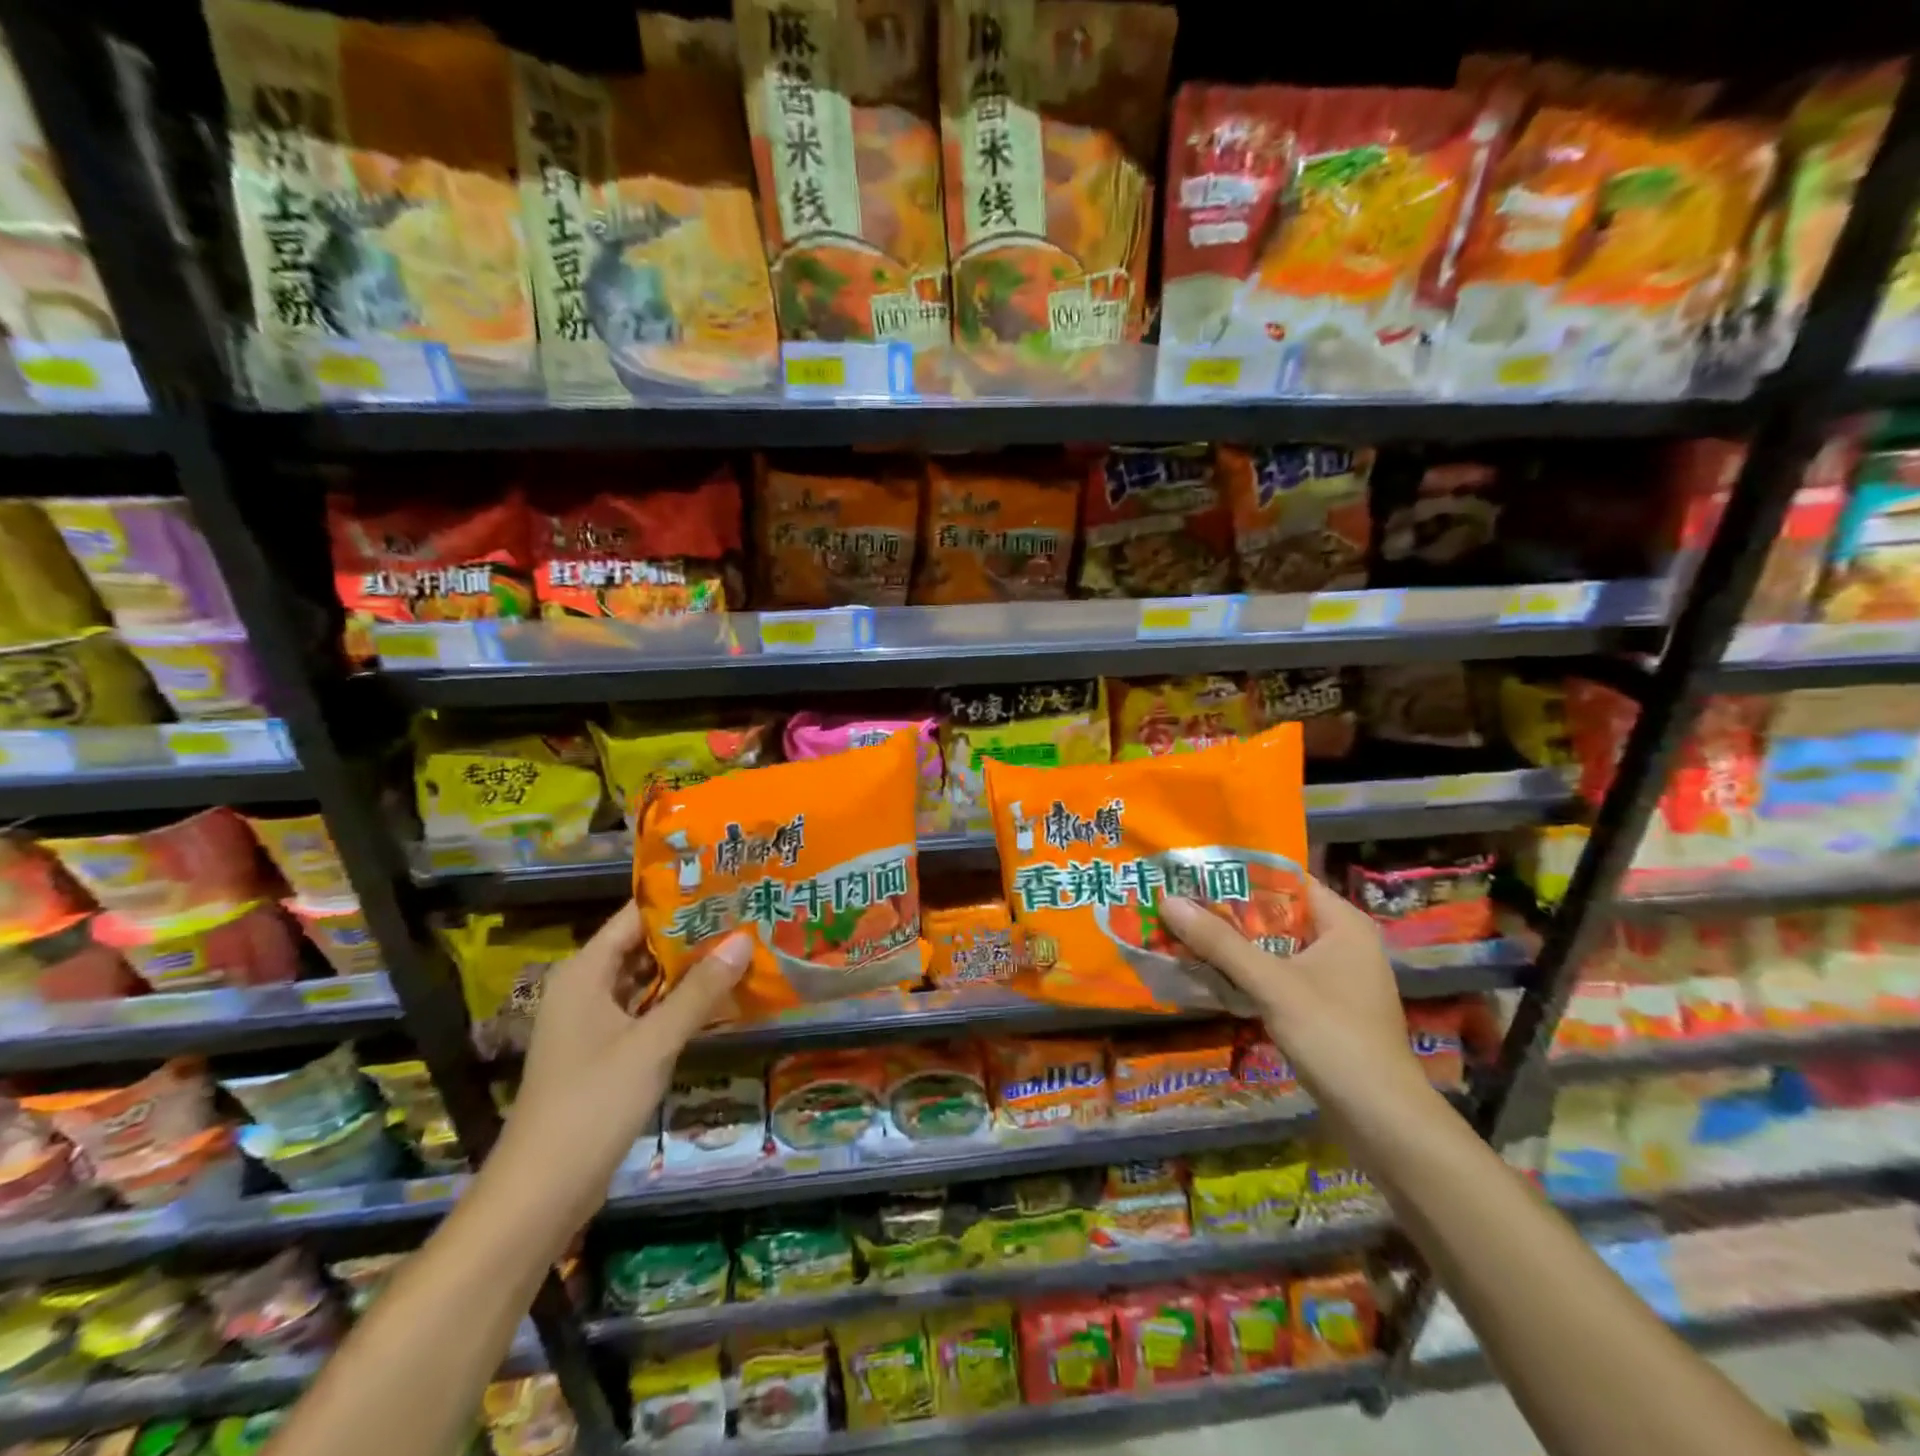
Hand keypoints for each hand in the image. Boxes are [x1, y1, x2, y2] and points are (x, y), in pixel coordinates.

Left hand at [492, 902, 750, 1226]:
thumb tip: (743, 940)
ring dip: (688, 970)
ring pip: (647, 980)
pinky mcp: (605, 1052)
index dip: (679, 900)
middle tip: (745, 916)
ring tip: (741, 947)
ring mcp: (594, 1022)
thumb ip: (700, 991)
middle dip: (692, 934)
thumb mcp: (653, 1043)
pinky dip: (678, 1002)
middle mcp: (586, 988)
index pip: (635, 916)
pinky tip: (719, 997)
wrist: (542, 1192)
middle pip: (643, 946)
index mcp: (584, 973)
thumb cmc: (593, 1104)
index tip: (727, 887)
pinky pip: (646, 1011)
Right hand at [1161, 877, 1426, 1113]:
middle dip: (1229, 912)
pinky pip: (1278, 975)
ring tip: (1186, 932)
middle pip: (1277, 914)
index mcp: (1344, 923)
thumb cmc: (1334, 1036)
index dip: (1241, 874)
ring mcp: (1335, 978)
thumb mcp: (1271, 984)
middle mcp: (1343, 943)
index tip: (1196, 872)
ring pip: (1275, 947)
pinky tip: (1212, 974)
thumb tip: (1168, 901)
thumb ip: (1220, 942)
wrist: (1381, 1120)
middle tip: (1180, 902)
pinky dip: (1248, 973)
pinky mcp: (1325, 1008)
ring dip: (1235, 945)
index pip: (1287, 880)